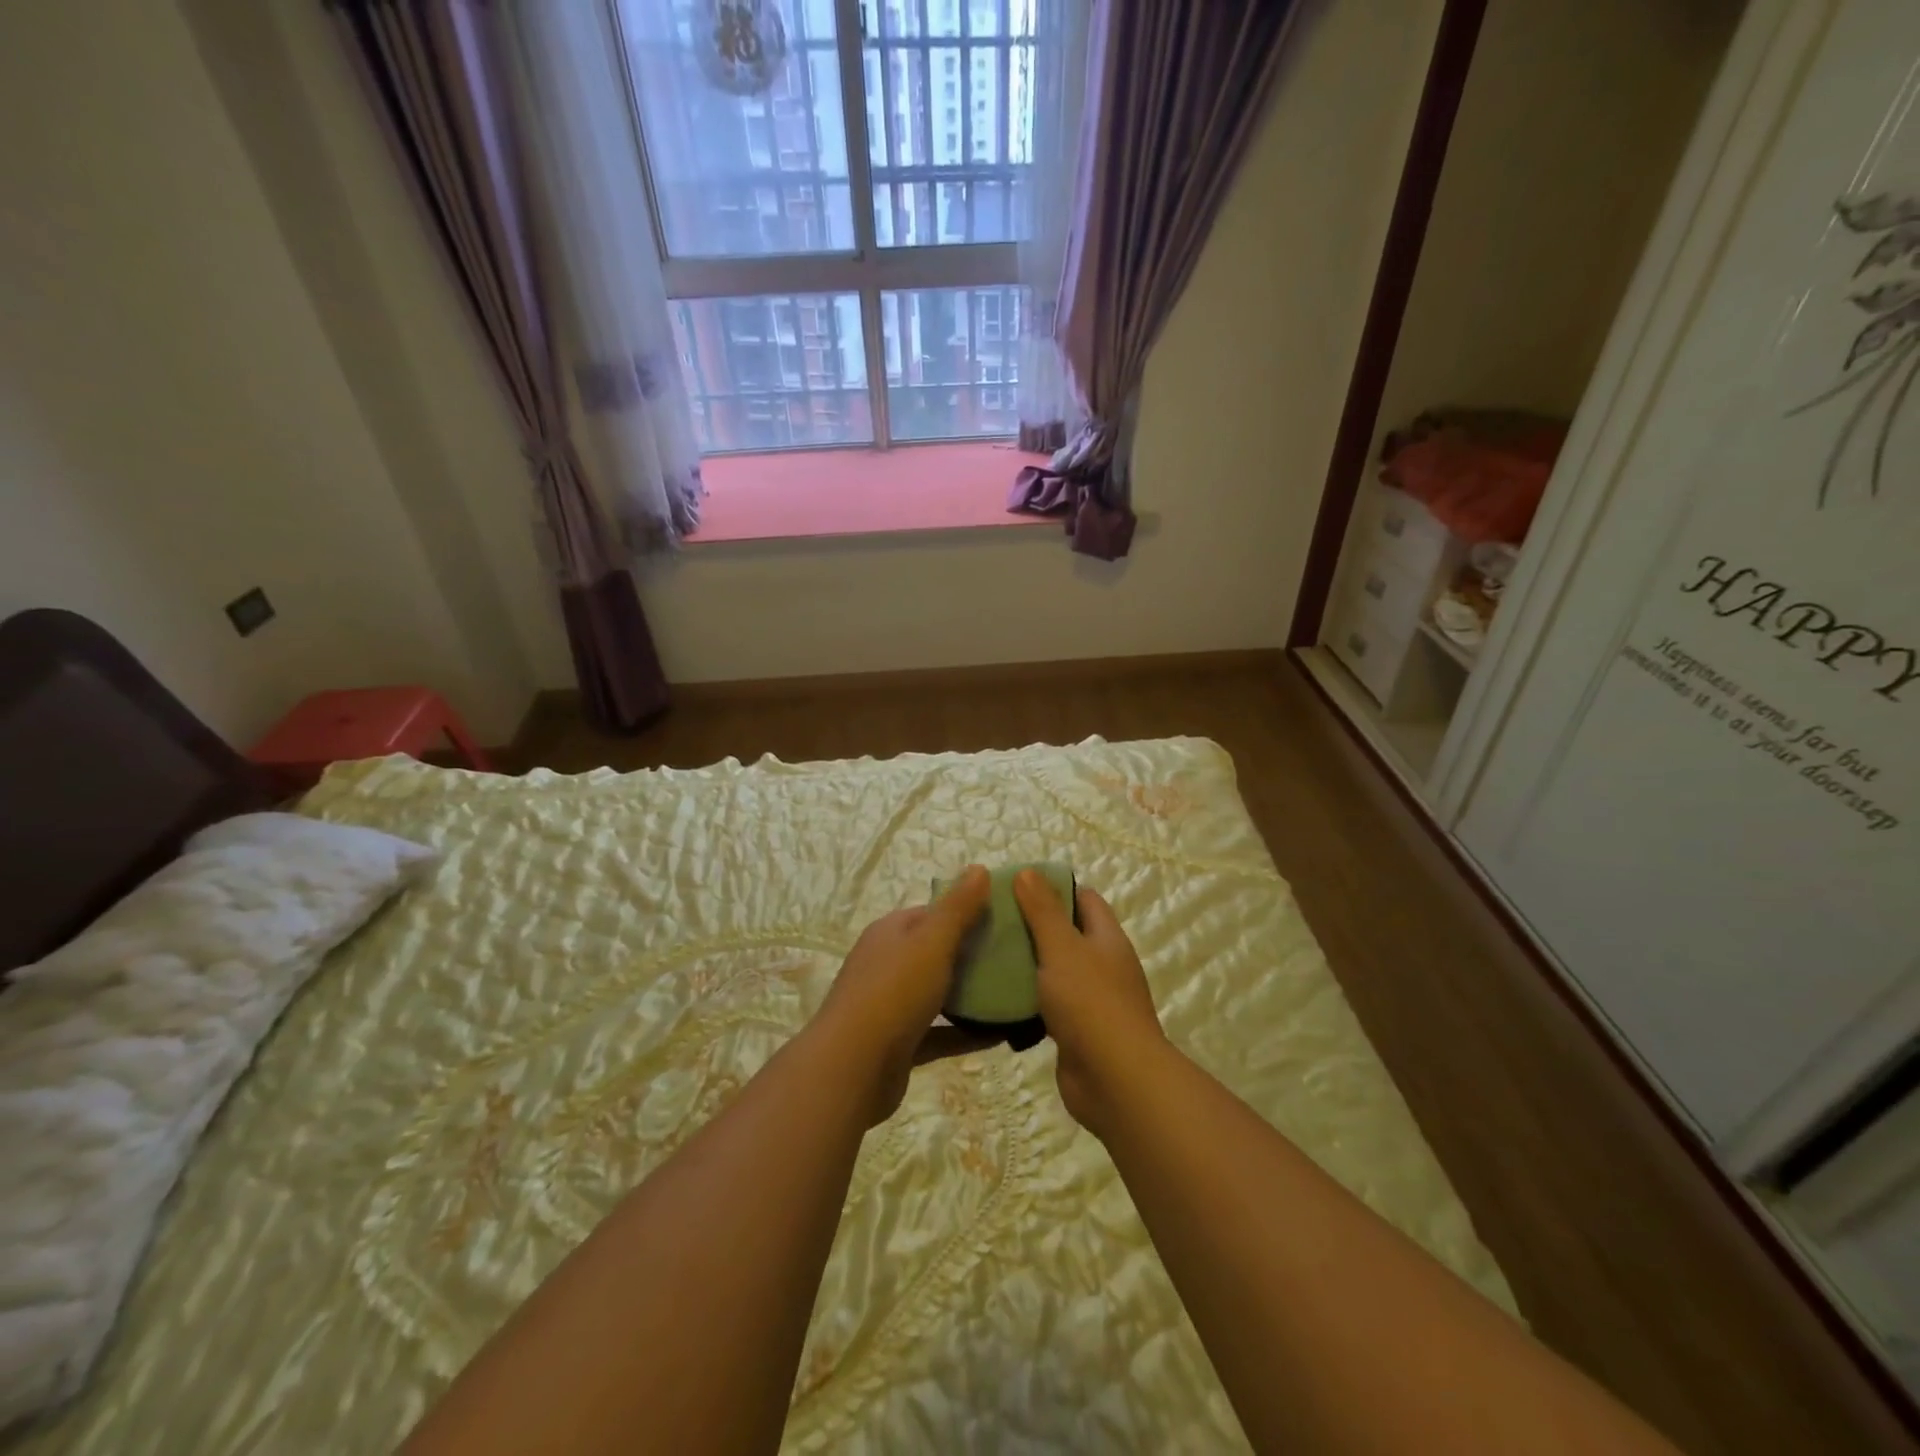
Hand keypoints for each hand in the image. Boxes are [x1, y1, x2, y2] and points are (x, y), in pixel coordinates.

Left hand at [816, 865, 998, 1123]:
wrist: (852, 1069)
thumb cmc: (894, 992)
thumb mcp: (932, 941)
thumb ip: (958, 907)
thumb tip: (979, 868)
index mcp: (891, 932)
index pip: (934, 912)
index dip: (968, 910)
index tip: (1006, 918)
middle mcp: (887, 963)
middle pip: (936, 951)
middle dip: (974, 953)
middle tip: (1017, 957)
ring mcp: (891, 1005)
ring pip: (938, 992)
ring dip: (971, 994)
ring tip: (1014, 993)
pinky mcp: (900, 1043)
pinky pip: (940, 1032)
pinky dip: (965, 1032)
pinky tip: (1000, 1035)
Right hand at [1013, 869, 1165, 1137]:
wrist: (1115, 1081)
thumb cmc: (1090, 1003)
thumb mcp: (1062, 947)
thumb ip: (1043, 910)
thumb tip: (1028, 871)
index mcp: (1107, 939)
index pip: (1084, 899)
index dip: (1054, 888)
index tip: (1016, 887)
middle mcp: (1103, 966)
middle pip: (1067, 935)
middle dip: (1033, 926)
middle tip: (993, 920)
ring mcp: (1092, 1001)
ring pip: (1055, 972)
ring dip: (1027, 965)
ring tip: (987, 955)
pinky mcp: (1076, 1032)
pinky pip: (1048, 1006)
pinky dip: (1027, 1001)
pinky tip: (997, 999)